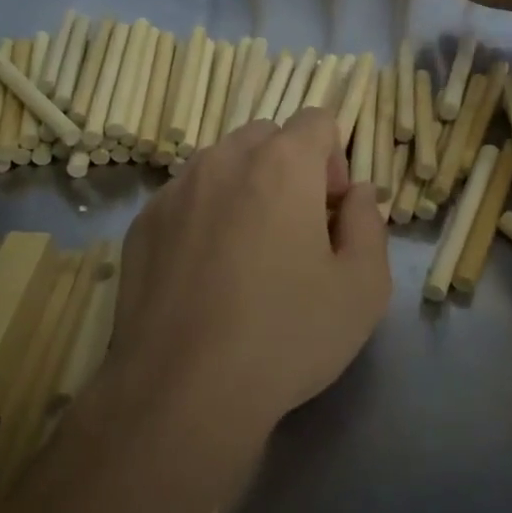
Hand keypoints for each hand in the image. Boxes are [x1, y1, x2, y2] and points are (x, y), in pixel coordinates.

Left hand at [112, 108, 390, 445]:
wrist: (182, 392)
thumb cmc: (286, 336)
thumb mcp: (363, 287)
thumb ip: (369, 223)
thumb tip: (357, 194)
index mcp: (282, 164)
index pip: (317, 120)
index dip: (335, 160)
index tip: (332, 213)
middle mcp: (222, 160)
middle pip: (267, 137)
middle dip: (290, 169)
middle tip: (296, 232)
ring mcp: (174, 190)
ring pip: (222, 164)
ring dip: (245, 189)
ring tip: (247, 255)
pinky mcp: (142, 224)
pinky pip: (185, 198)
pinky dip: (204, 215)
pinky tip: (205, 275)